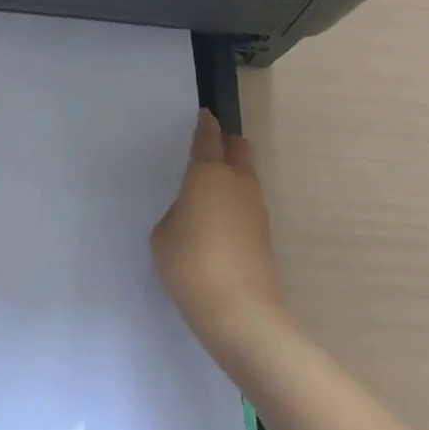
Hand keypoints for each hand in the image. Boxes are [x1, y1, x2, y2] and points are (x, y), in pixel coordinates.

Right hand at [152, 110, 284, 357]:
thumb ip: (176, 213)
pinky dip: (236, 200)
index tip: (203, 116)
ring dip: (233, 172)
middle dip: (226, 142)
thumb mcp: (164, 235)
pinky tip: (220, 219)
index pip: (208, 138)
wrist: (241, 313)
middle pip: (238, 148)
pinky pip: (248, 202)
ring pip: (247, 174)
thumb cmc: (191, 264)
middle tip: (209, 147)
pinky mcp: (264, 234)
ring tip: (211, 187)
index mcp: (208, 173)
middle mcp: (237, 182)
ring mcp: (256, 208)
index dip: (204, 125)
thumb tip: (191, 213)